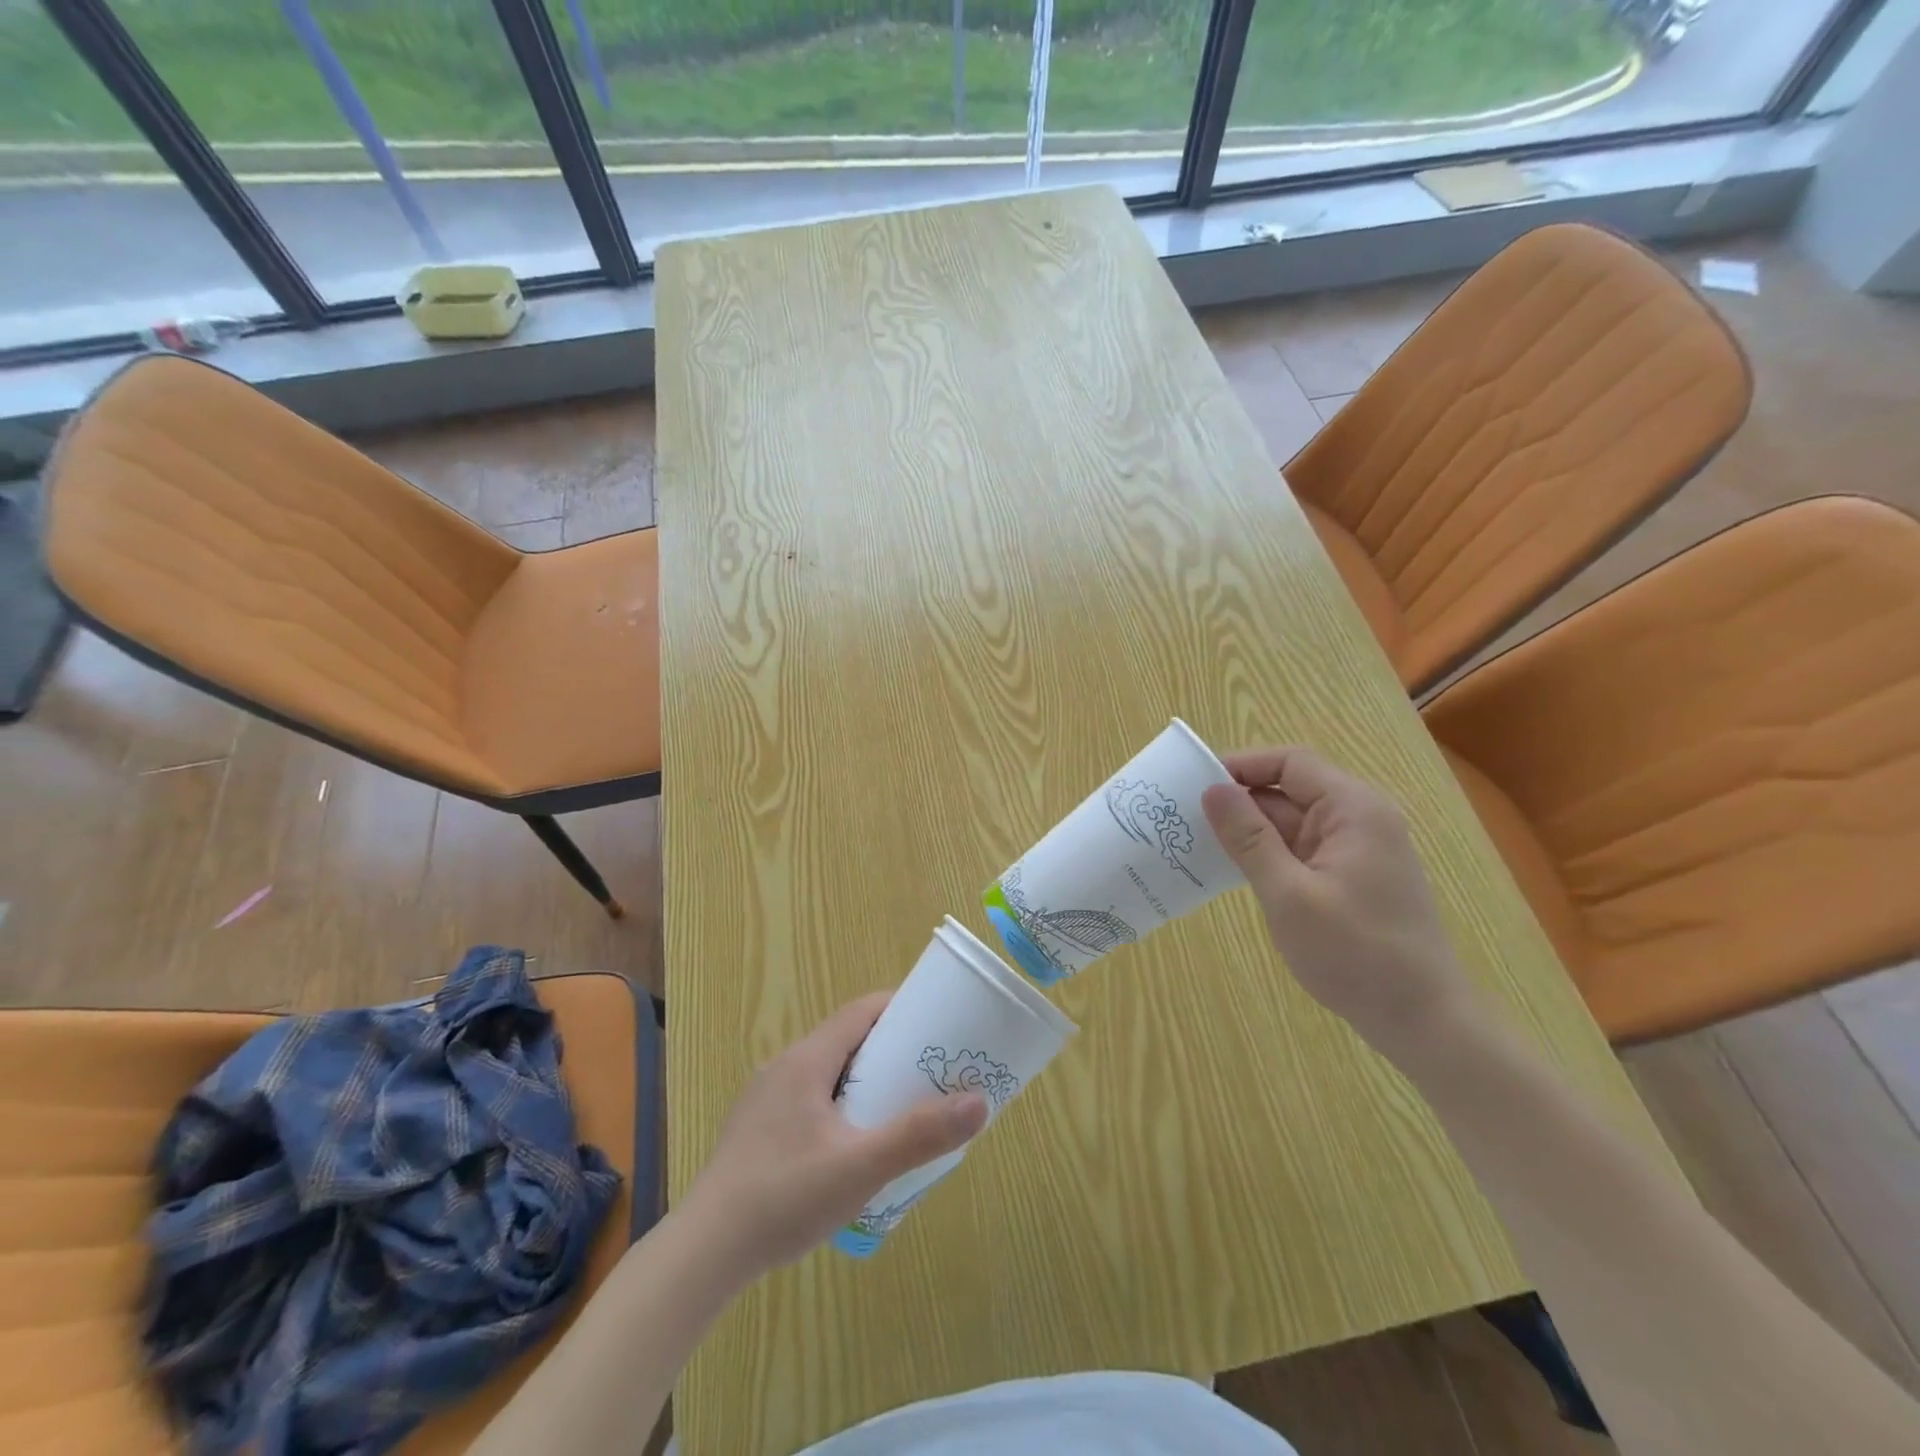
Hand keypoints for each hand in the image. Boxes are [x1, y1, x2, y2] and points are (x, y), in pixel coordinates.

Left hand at [679, 993, 988, 1275]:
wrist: (703, 1255)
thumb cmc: (784, 1198)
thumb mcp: (860, 1167)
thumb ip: (919, 1135)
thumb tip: (979, 1101)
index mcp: (806, 1060)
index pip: (860, 1011)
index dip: (900, 1008)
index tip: (937, 1021)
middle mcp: (784, 1068)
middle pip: (846, 1040)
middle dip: (890, 1049)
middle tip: (930, 1071)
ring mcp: (765, 1100)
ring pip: (828, 1073)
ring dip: (865, 1081)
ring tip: (901, 1108)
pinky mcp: (757, 1131)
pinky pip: (810, 1100)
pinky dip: (841, 1106)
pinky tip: (854, 1146)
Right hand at [1201, 746, 1476, 1062]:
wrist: (1423, 1021)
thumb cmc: (1355, 954)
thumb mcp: (1289, 894)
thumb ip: (1248, 838)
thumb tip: (1212, 790)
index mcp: (1353, 810)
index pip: (1290, 763)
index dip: (1241, 766)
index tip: (1194, 784)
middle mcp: (1358, 820)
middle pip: (1289, 789)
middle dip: (1239, 798)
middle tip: (1184, 815)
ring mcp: (1355, 850)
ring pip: (1291, 821)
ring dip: (1248, 829)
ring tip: (1196, 839)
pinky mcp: (1349, 877)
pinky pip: (1299, 849)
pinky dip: (1266, 853)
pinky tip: (1230, 867)